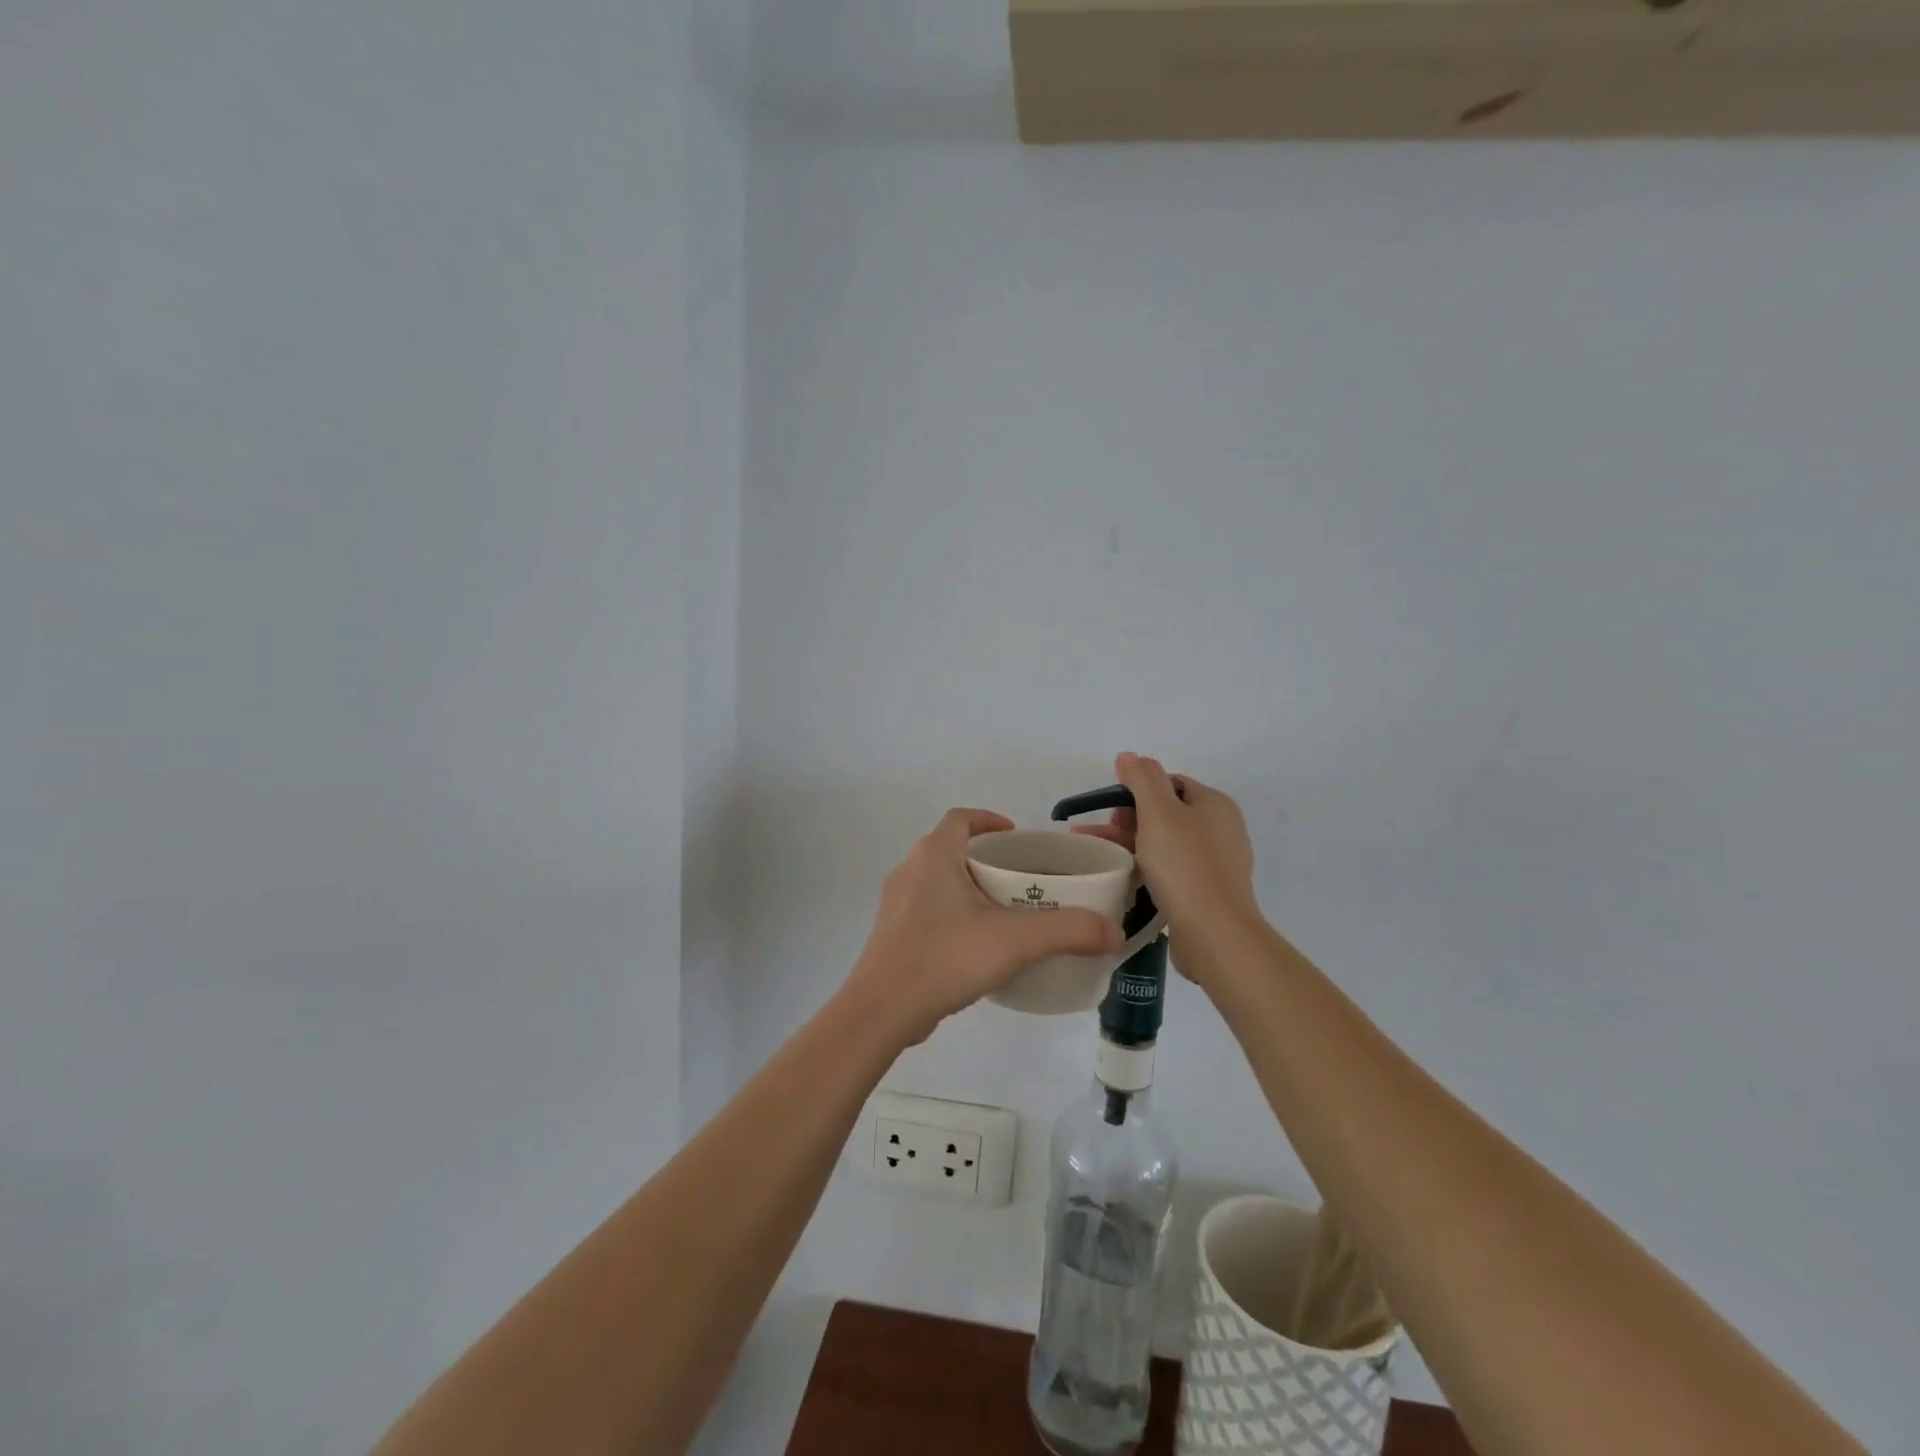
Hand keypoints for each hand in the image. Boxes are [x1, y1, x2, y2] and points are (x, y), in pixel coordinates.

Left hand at [846, 808, 1123, 1044]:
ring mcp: (895, 903)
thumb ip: (1068, 931)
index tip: (1017, 837)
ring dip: (968, 887)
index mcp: (933, 855)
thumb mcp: (1015, 941)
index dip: (990, 820)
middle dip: (986, 858)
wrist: (882, 1010)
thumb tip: (1113, 932)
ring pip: (938, 881)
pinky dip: (952, 914)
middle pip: (952, 848)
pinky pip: (927, 910)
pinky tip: (975, 946)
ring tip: (1004, 913)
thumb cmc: (946, 957)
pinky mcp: (891, 934)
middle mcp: (909, 870)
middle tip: (1022, 879)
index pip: (962, 818)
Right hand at [1076, 753, 1258, 936]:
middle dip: (1128, 819)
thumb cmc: (1185, 865)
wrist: (1215, 934)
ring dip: (1131, 844)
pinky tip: (1125, 879)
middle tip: (1101, 835)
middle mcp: (1220, 830)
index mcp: (1215, 804)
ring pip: (1164, 844)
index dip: (1136, 790)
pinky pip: (1170, 871)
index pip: (1170, 783)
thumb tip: (1128, 756)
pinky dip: (1146, 869)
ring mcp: (1215, 864)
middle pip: (1166, 813)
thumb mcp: (1159, 811)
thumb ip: (1142, 778)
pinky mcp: (1206, 893)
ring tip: (1099, 856)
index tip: (1110, 810)